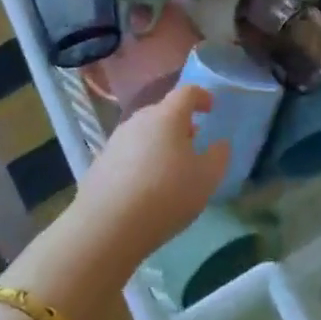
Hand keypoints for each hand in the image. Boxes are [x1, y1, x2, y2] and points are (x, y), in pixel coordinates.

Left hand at [72, 85, 227, 267]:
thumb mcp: (206, 178)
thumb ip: (218, 156)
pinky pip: (129, 153)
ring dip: (160, 142)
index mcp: (167, 116)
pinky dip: (142, 160)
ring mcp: (116, 140)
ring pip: (144, 133)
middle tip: (193, 141)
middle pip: (163, 112)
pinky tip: (146, 186)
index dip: (201, 97)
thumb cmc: (166, 194)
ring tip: (170, 167)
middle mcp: (139, 120)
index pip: (186, 93)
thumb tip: (220, 144)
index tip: (211, 108)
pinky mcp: (100, 163)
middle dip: (180, 123)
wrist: (106, 226)